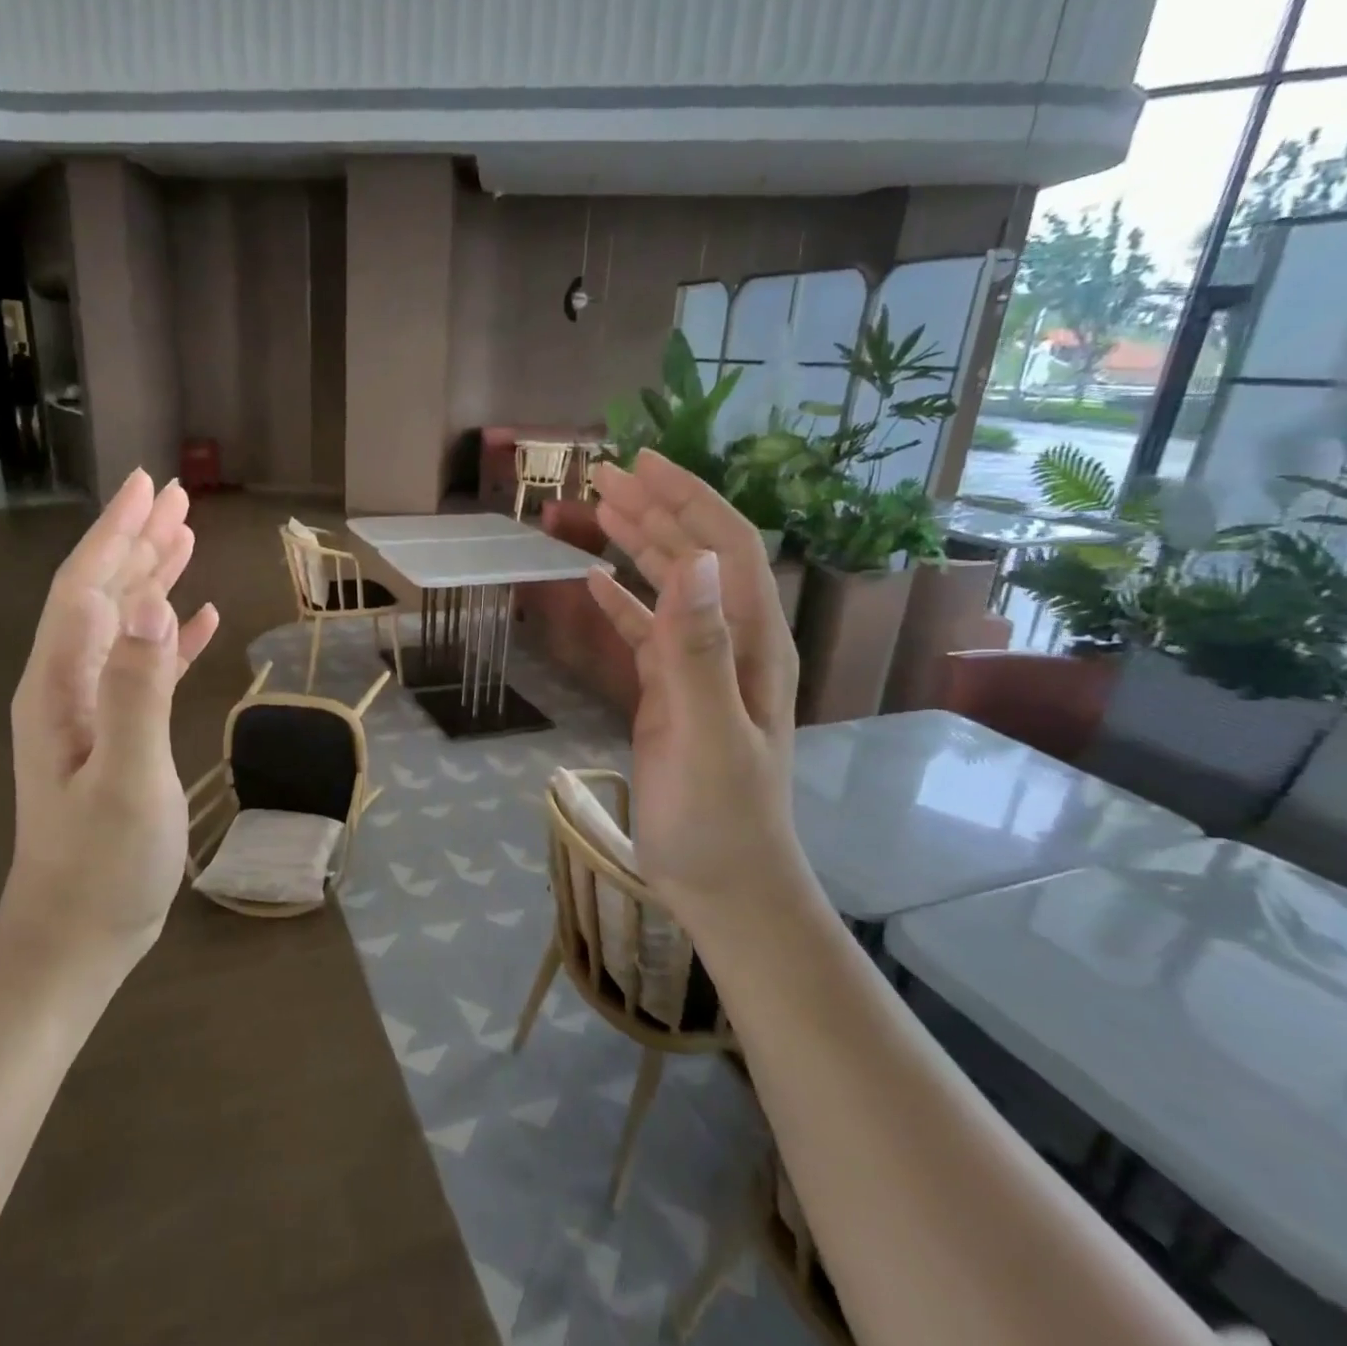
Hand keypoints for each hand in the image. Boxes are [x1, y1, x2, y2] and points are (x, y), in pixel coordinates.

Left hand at [2, 472, 220, 962]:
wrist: (77, 937)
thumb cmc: (103, 864)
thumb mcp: (126, 776)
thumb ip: (138, 690)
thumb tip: (155, 604)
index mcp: (62, 685)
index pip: (88, 587)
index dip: (118, 534)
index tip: (150, 486)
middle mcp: (69, 685)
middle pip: (103, 594)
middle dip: (137, 541)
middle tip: (176, 497)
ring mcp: (91, 710)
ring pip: (124, 624)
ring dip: (153, 579)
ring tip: (186, 539)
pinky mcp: (116, 734)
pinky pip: (144, 666)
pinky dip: (170, 636)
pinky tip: (196, 620)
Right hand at [585, 450, 804, 909]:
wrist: (721, 882)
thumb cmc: (717, 814)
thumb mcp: (706, 730)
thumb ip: (696, 648)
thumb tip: (688, 558)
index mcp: (751, 641)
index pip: (725, 546)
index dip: (687, 498)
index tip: (639, 463)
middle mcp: (732, 642)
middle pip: (696, 556)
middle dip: (655, 509)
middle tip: (603, 476)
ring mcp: (701, 669)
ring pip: (670, 588)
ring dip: (637, 545)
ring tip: (597, 510)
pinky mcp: (673, 695)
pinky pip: (647, 634)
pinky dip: (622, 604)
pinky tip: (595, 585)